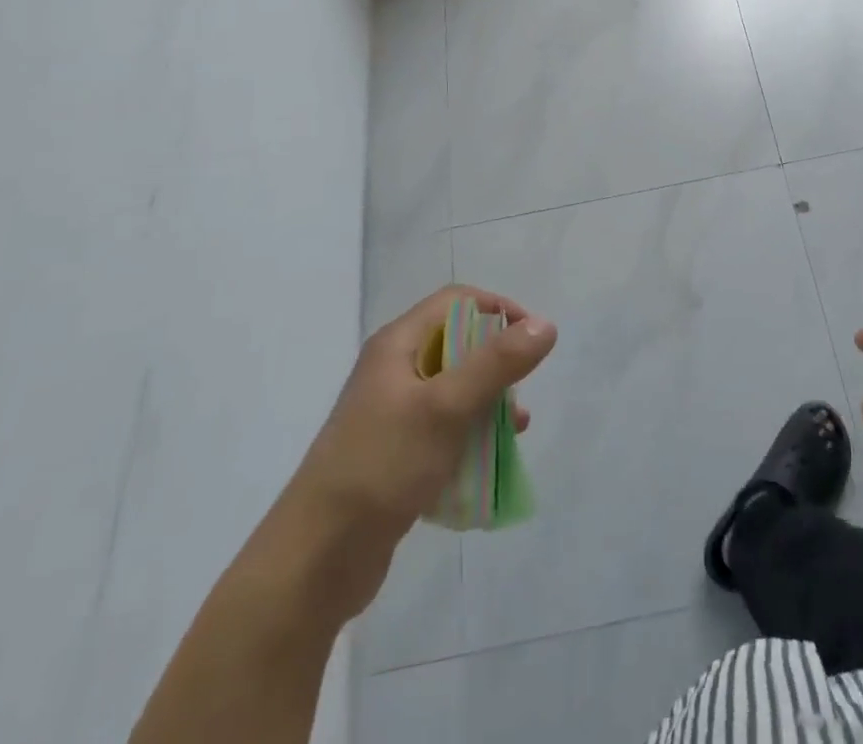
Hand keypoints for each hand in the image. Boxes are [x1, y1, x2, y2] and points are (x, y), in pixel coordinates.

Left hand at [298, 286, 555, 534]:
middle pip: (458, 344)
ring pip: (455, 390)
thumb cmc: (383, 466)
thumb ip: (498, 363)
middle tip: (519, 393)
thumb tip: (546, 325)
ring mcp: (392, 413)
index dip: (497, 310)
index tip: (530, 341)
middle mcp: (393, 370)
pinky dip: (470, 436)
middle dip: (497, 364)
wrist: (316, 560)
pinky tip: (489, 462)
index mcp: (397, 345)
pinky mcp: (395, 453)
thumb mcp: (447, 408)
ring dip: (488, 404)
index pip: (456, 301)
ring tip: (514, 431)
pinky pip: (444, 429)